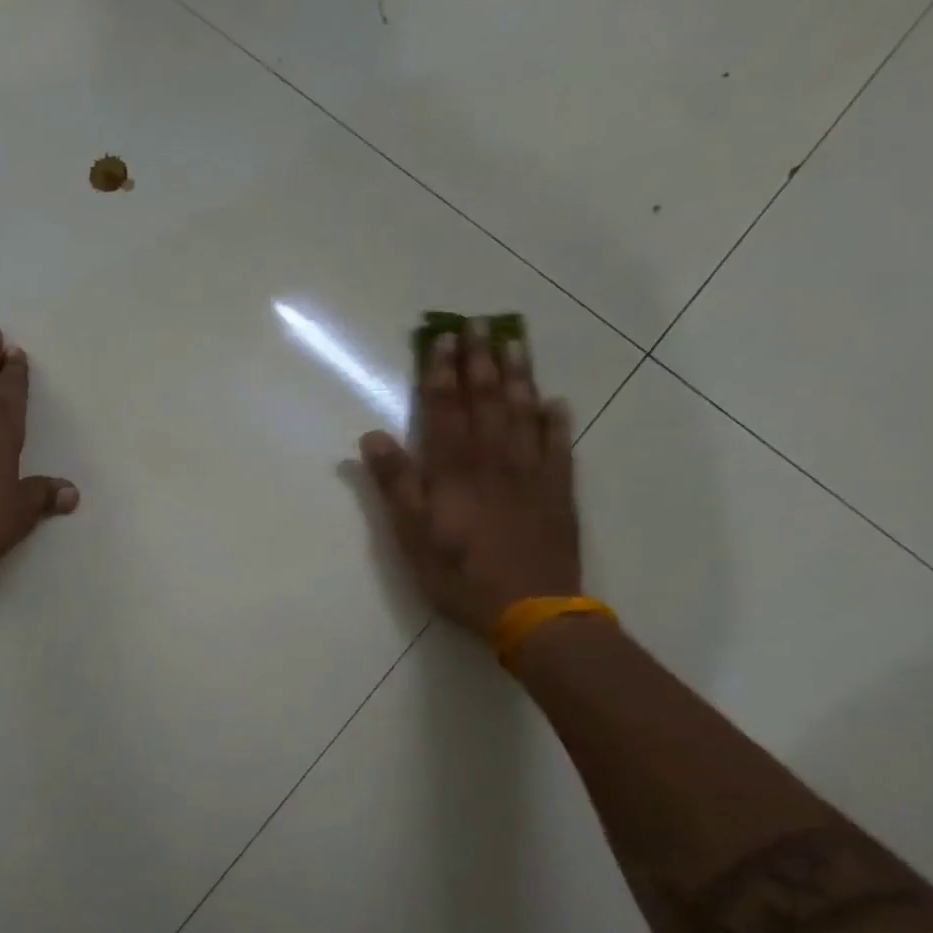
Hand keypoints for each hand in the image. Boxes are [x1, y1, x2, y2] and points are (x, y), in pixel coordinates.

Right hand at [358, 329, 580, 637]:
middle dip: (480, 359)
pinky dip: (556, 421)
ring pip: (523, 412)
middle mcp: (493, 458)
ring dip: (518, 375)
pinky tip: (555, 402)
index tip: (442, 337)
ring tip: (516, 343)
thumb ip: (395, 483)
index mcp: (453, 467)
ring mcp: (530, 472)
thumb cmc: (459, 574)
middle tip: (481, 323)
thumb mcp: (412, 534)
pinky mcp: (558, 491)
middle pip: (485, 399)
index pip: (444, 407)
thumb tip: (373, 436)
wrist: (532, 609)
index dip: (440, 371)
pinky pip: (558, 445)